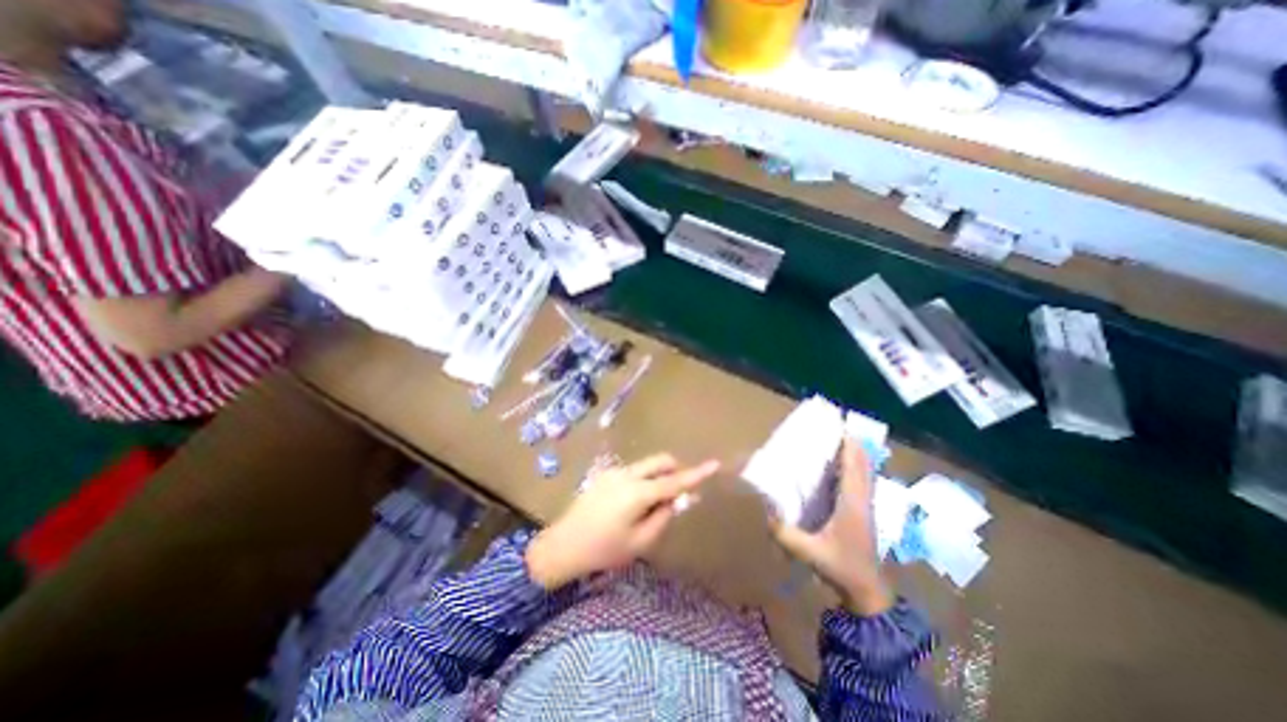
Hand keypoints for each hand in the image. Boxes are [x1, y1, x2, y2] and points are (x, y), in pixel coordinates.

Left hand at [525, 454, 721, 587]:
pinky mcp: (606, 474)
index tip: (715, 464)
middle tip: (678, 494)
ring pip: (647, 465)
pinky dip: (644, 480)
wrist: (563, 546)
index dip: (696, 473)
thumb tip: (680, 498)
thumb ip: (663, 516)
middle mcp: (627, 474)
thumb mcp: (640, 541)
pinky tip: (633, 504)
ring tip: (652, 505)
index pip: (674, 480)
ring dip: (659, 477)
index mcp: (637, 492)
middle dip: (675, 470)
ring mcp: (615, 472)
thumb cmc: (604, 550)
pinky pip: (634, 471)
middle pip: (660, 461)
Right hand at [761, 435, 896, 614]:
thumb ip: (786, 534)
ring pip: (863, 472)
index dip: (849, 445)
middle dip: (850, 444)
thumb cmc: (842, 568)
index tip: (838, 426)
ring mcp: (864, 505)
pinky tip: (836, 467)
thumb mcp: (810, 552)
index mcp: (852, 503)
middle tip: (831, 430)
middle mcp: (861, 499)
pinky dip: (852, 468)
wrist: (868, 592)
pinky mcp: (862, 511)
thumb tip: (764, 512)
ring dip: (853, 455)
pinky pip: (860, 481)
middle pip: (862, 463)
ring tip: (833, 441)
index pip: (854, 466)